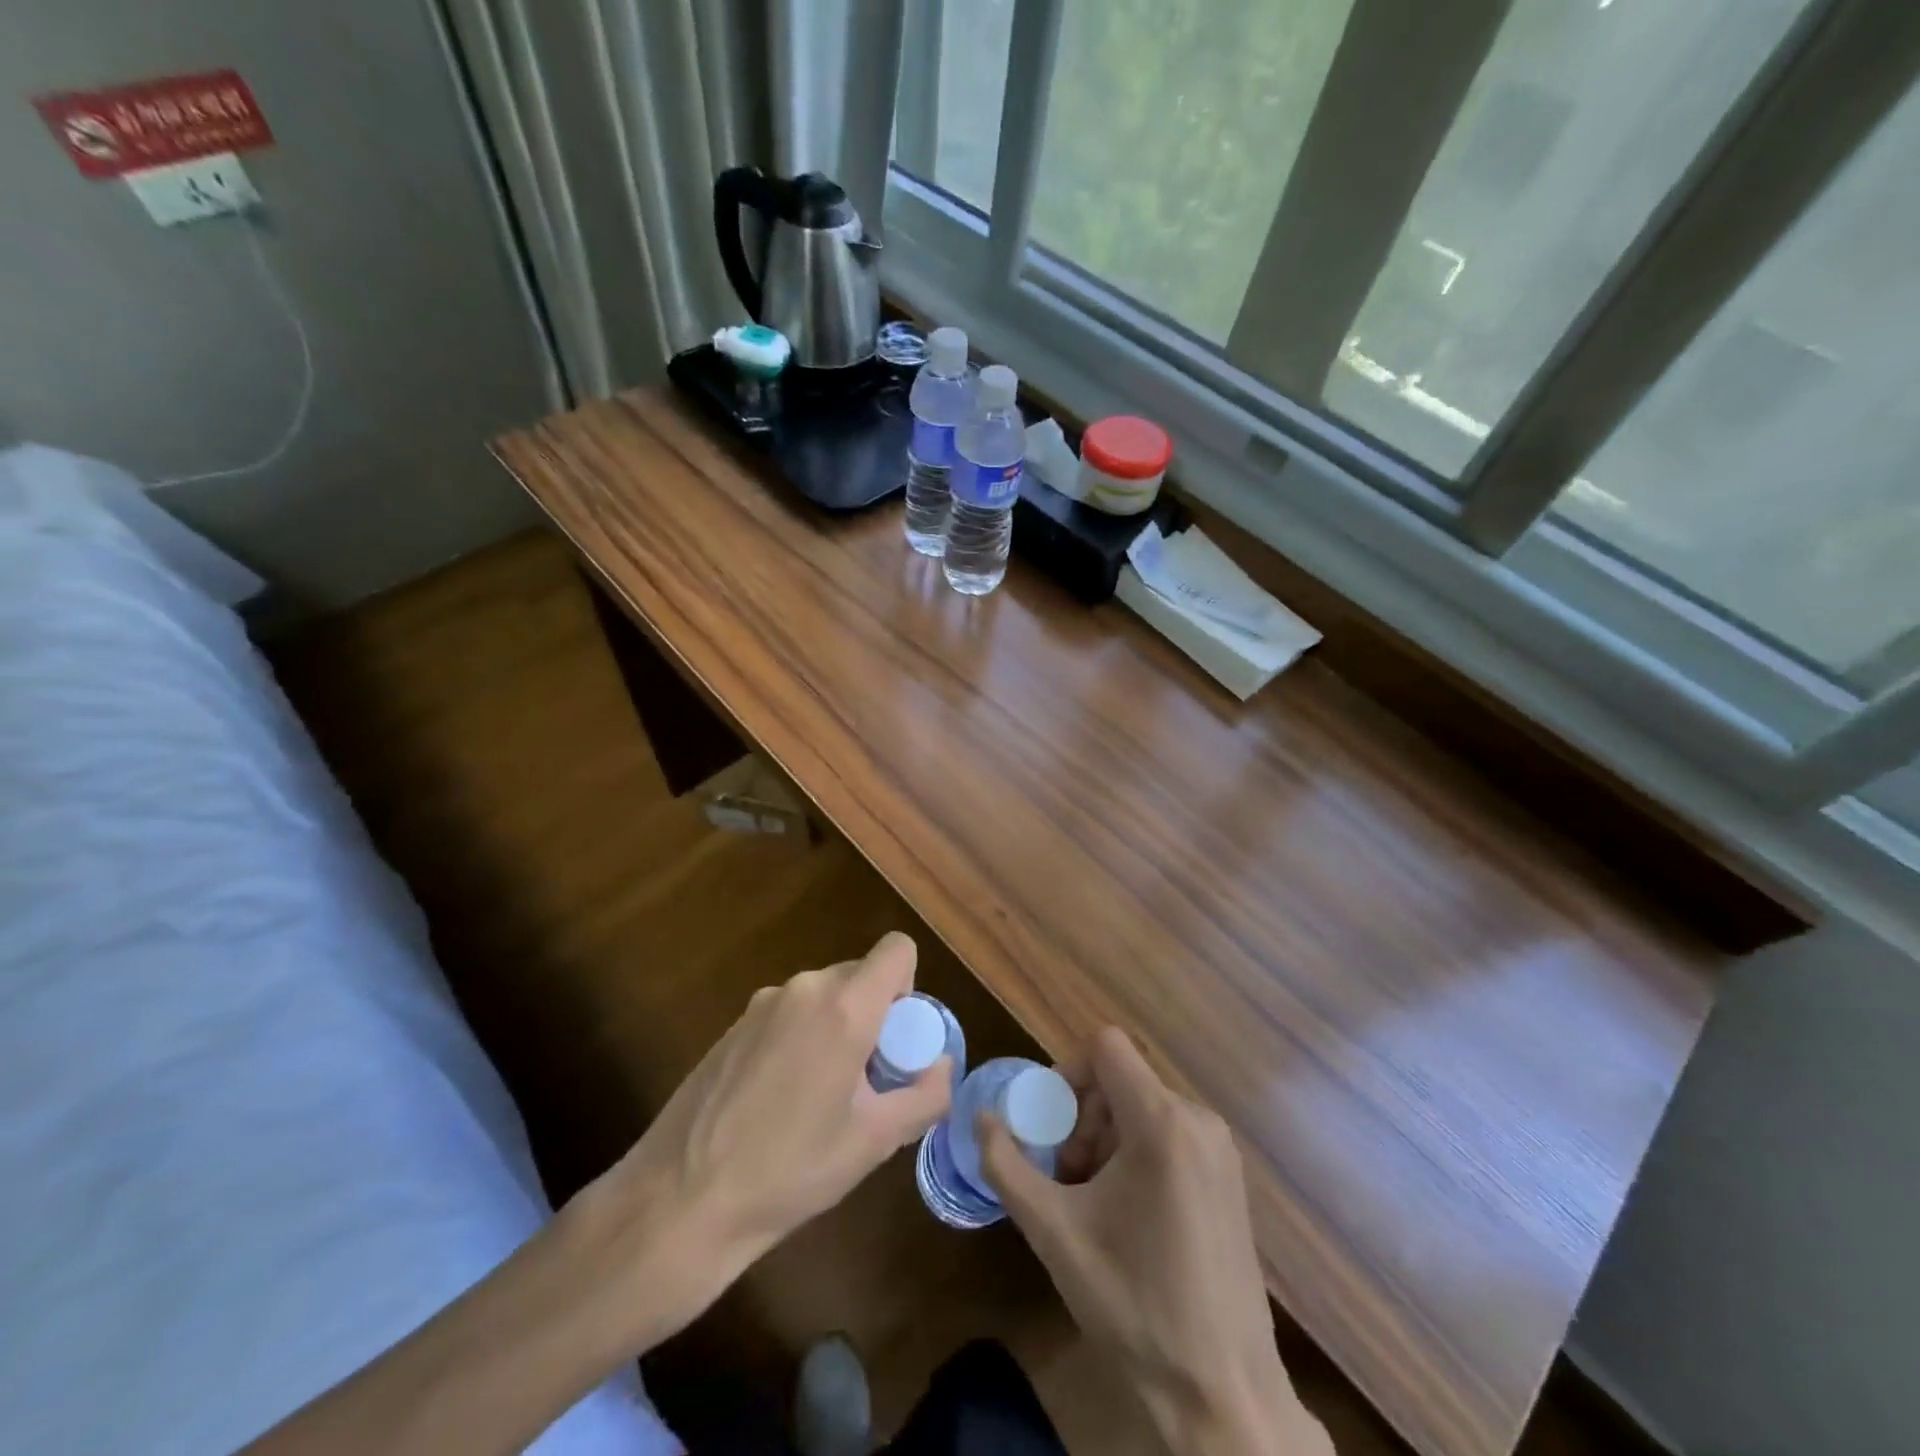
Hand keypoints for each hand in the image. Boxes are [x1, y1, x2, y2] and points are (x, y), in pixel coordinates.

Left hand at [577, 932, 950, 1345]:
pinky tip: (779, 1102)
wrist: (678, 1201)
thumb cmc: (788, 1171)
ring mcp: (762, 1004)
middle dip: (875, 1016)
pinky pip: (789, 1014)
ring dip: (837, 1029)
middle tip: (866, 1082)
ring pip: (824, 997)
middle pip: (860, 976)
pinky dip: (801, 1040)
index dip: (909, 986)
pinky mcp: (733, 1025)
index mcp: (843, 1006)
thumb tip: (943, 1066)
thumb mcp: (873, 1142)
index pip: (896, 949)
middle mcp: (804, 989)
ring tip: (820, 1099)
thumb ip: (925, 1096)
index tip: (898, 1040)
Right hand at [980, 1028, 1328, 1455]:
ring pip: (1144, 1107)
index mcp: (1161, 1122)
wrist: (1223, 1393)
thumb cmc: (1133, 1304)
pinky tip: (1127, 1214)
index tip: (1049, 1125)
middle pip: (1121, 1080)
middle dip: (1082, 1117)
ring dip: (1106, 1138)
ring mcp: (1220, 1149)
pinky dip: (1137, 1152)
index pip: (1105, 1047)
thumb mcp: (1053, 1232)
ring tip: (1091, 1200)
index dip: (1067, 1072)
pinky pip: (1171, 1132)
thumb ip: (1006, 1165)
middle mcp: (1198, 1119)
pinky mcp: (1229, 1177)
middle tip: (1065, 1175)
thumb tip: (980, 1118)